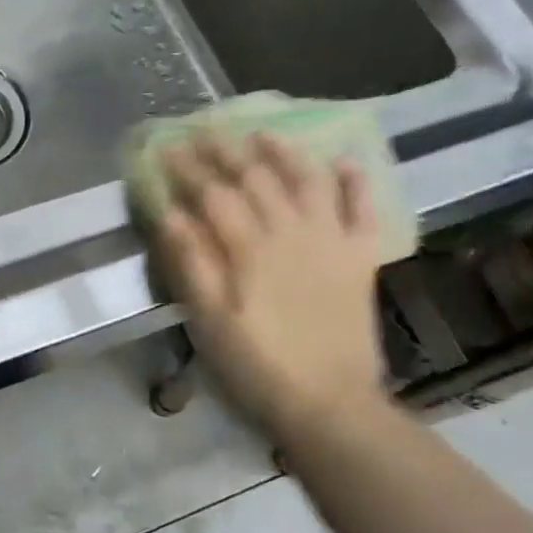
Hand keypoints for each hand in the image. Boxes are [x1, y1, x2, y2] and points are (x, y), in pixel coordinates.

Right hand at [152, 134, 389, 443]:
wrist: (329, 404)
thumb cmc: (258, 366)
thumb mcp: (209, 321)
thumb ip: (192, 264)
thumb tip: (172, 214)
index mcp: (249, 248)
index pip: (214, 194)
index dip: (189, 168)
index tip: (169, 146)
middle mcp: (291, 232)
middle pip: (256, 178)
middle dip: (227, 150)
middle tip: (207, 128)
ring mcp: (331, 241)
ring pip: (308, 181)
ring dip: (285, 153)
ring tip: (265, 134)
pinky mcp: (361, 258)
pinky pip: (363, 210)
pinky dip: (355, 183)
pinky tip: (344, 162)